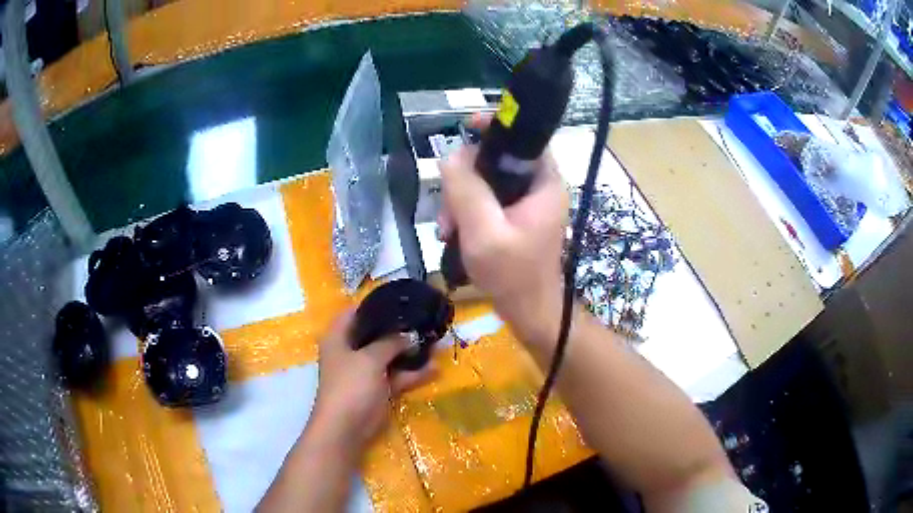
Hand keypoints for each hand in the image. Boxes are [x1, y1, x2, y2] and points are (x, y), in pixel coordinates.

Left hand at [310, 311, 434, 451]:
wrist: (346, 428)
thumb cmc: (350, 386)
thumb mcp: (370, 359)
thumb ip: (390, 343)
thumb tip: (409, 334)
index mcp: (338, 338)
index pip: (354, 313)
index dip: (374, 305)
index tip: (399, 300)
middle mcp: (350, 351)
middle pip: (374, 334)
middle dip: (398, 329)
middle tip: (423, 320)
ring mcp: (365, 372)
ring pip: (389, 356)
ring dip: (409, 352)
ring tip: (435, 341)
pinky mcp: (377, 389)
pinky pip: (396, 376)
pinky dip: (412, 374)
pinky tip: (435, 368)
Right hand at [438, 118, 568, 344]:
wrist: (528, 313)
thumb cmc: (513, 276)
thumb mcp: (484, 232)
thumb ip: (466, 190)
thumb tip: (449, 157)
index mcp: (544, 183)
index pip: (524, 139)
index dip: (496, 128)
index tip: (467, 126)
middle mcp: (538, 188)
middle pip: (497, 161)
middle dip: (465, 180)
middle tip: (448, 209)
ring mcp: (525, 205)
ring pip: (485, 182)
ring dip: (460, 201)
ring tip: (447, 229)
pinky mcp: (513, 219)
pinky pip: (485, 202)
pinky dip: (466, 213)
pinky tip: (453, 234)